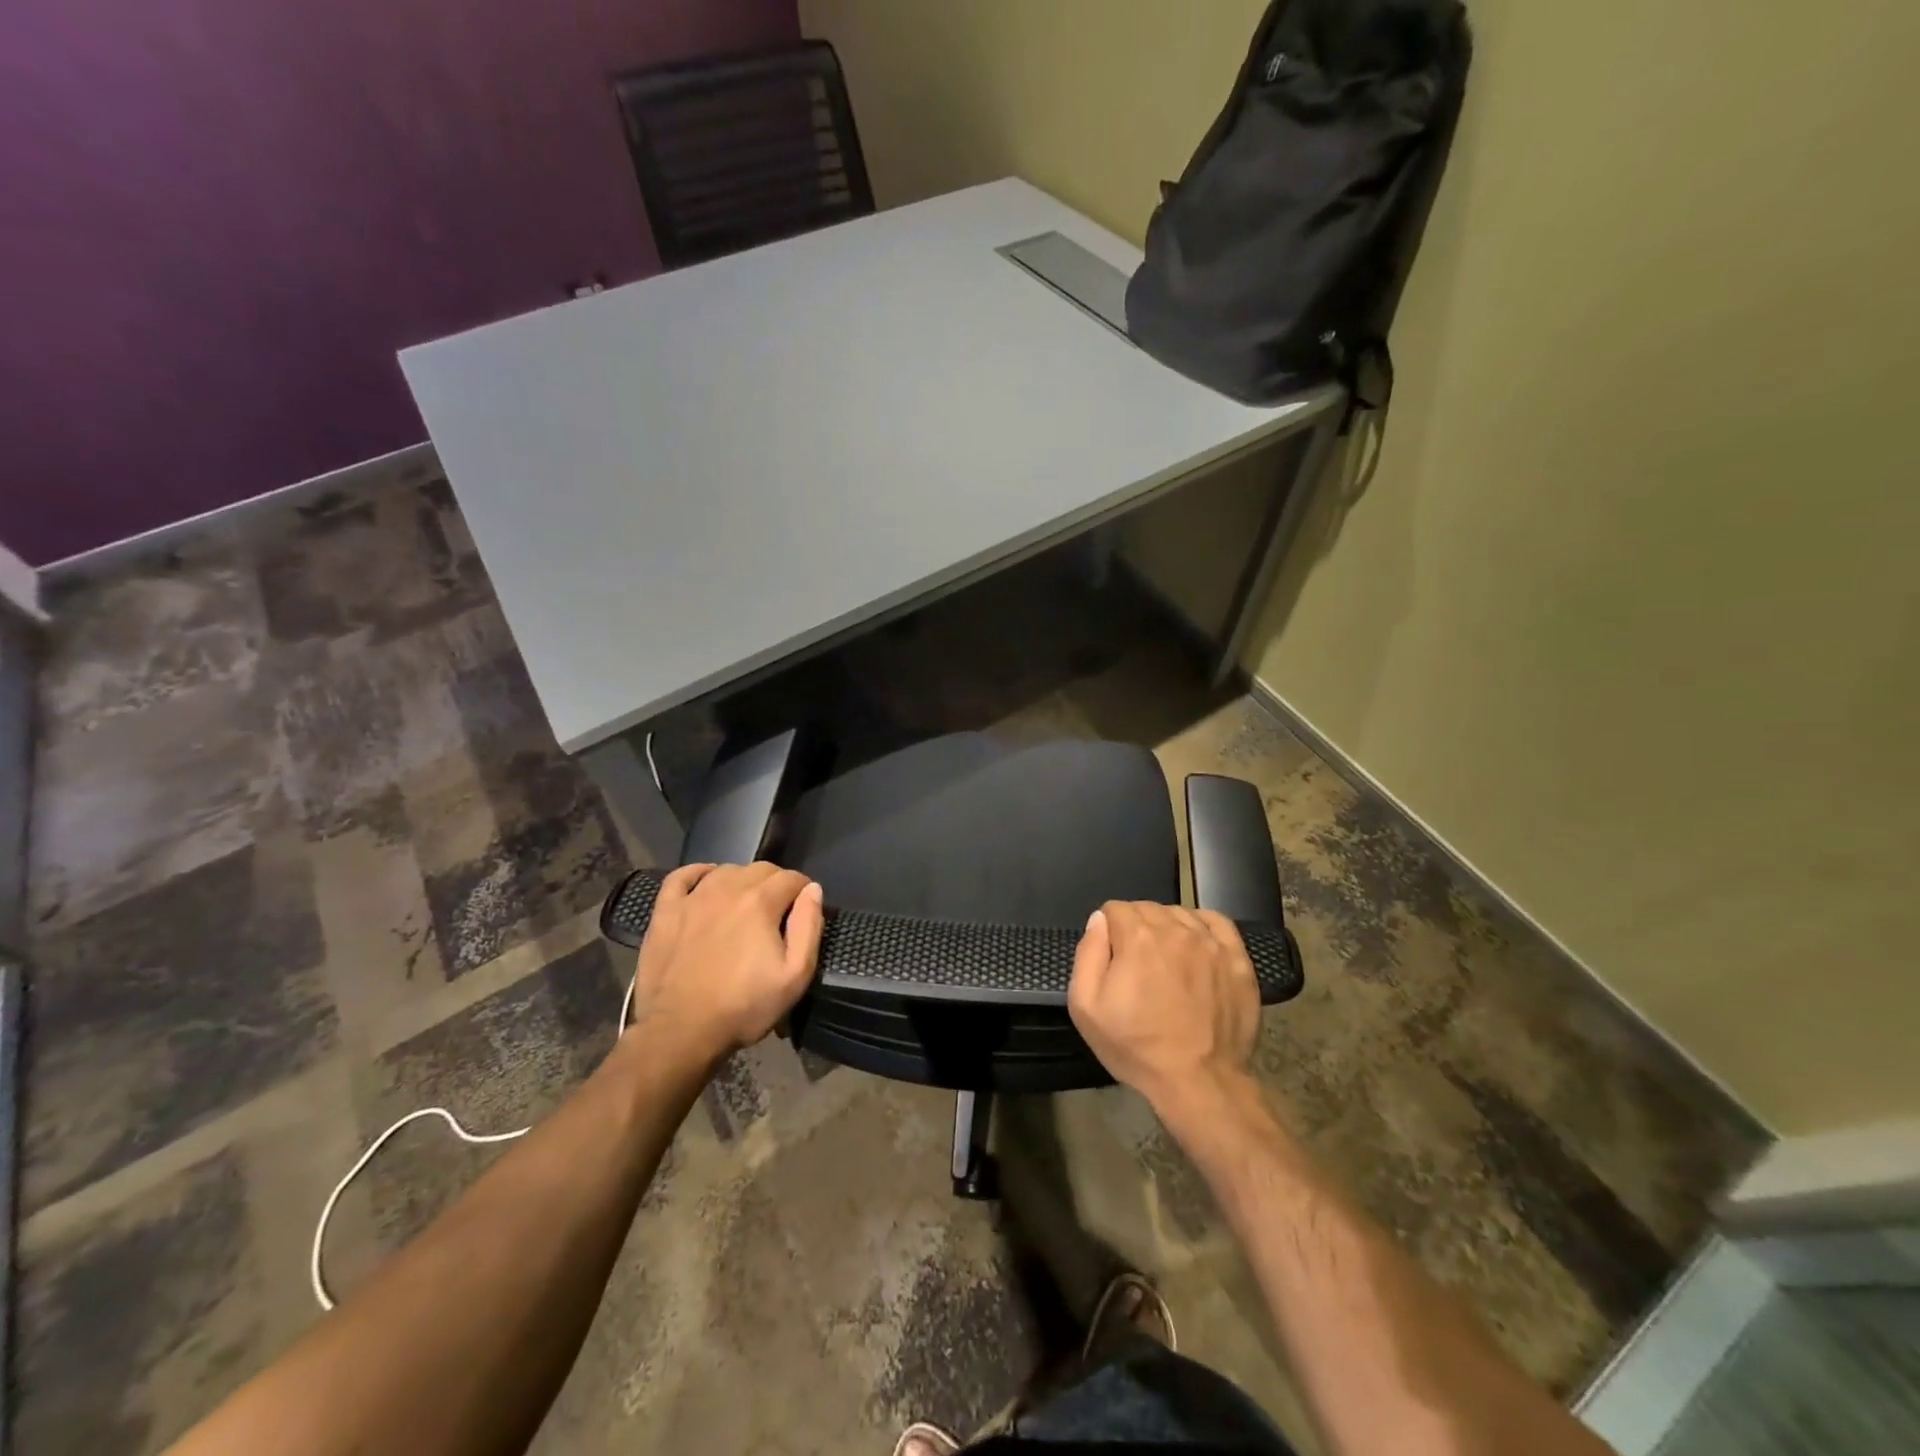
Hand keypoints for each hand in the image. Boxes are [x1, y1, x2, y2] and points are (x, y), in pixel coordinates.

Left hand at [629, 862, 825, 1060]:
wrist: (680, 1032)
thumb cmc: (743, 1007)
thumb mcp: (795, 976)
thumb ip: (809, 927)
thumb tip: (813, 890)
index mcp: (761, 902)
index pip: (792, 878)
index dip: (803, 891)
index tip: (803, 911)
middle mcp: (727, 889)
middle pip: (761, 869)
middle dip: (776, 884)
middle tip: (778, 912)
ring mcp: (692, 898)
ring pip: (726, 870)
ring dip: (742, 880)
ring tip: (746, 904)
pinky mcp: (665, 912)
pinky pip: (681, 876)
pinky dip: (698, 872)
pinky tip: (706, 881)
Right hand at [1068, 901, 1260, 1113]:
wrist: (1199, 1081)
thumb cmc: (1137, 1046)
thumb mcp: (1086, 1007)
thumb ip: (1088, 953)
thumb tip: (1099, 921)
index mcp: (1136, 937)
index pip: (1115, 909)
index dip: (1108, 930)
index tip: (1111, 957)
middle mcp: (1174, 929)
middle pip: (1147, 908)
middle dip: (1135, 926)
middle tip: (1135, 963)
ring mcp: (1210, 943)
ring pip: (1179, 913)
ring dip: (1166, 927)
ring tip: (1166, 960)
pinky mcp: (1237, 959)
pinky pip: (1217, 922)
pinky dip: (1201, 925)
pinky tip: (1195, 944)